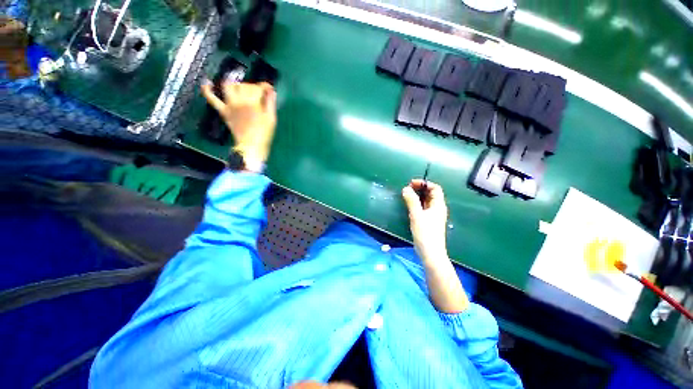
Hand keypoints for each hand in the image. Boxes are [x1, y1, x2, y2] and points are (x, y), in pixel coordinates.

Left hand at [201, 81, 276, 167]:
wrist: (251, 147)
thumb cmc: (264, 134)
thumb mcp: (271, 119)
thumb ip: (271, 103)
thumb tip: (271, 90)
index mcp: (253, 103)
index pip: (258, 87)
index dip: (265, 86)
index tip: (269, 89)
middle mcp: (240, 101)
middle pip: (245, 85)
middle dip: (253, 87)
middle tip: (258, 94)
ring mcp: (229, 105)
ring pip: (229, 86)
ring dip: (235, 84)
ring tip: (240, 87)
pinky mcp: (223, 111)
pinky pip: (212, 99)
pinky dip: (207, 90)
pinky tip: (207, 83)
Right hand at [402, 179, 468, 312]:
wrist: (430, 253)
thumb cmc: (425, 233)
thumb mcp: (416, 215)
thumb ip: (411, 201)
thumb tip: (406, 189)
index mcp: (438, 205)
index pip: (435, 188)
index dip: (424, 183)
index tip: (412, 183)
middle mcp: (438, 208)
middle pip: (431, 194)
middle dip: (420, 189)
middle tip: (407, 188)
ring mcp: (433, 215)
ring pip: (427, 201)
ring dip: (418, 196)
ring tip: (407, 195)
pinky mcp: (429, 221)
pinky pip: (424, 207)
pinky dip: (417, 203)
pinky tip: (410, 205)